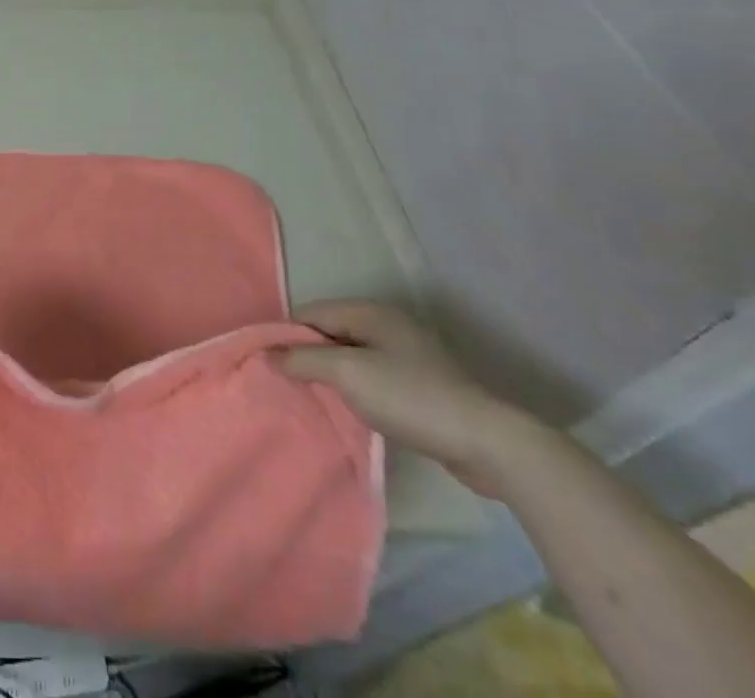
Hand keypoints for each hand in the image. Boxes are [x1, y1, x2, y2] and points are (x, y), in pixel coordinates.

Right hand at [282, 300, 537, 495]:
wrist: (487, 443)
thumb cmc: (411, 398)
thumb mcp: (348, 375)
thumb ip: (304, 360)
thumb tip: (268, 354)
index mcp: (369, 312)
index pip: (312, 312)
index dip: (287, 335)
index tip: (268, 362)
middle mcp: (386, 325)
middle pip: (331, 332)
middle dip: (308, 355)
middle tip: (286, 383)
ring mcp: (406, 354)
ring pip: (352, 356)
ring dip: (332, 374)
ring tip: (311, 398)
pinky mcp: (420, 385)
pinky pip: (372, 377)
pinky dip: (355, 389)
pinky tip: (349, 410)